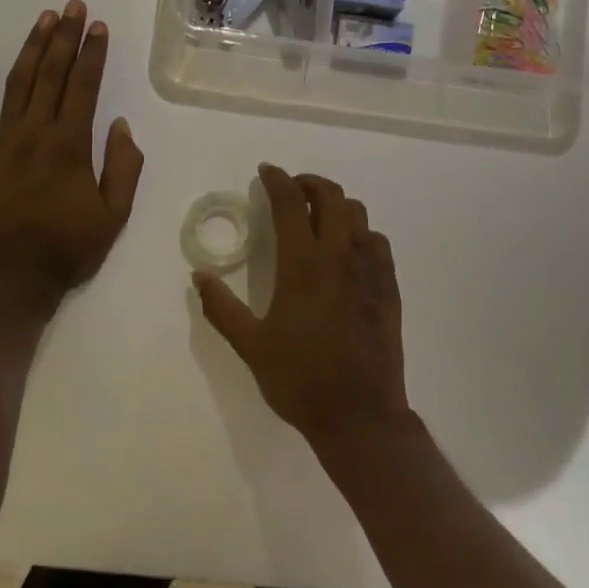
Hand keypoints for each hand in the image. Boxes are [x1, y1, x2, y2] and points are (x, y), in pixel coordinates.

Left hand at [0, 0, 144, 302]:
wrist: (7, 283)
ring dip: (31, 48)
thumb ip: (123, 168)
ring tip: (44, 19)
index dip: (93, 53)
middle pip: (52, 74)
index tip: (98, 26)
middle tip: (72, 6)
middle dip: (65, 37)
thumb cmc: (66, 251)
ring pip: (16, 83)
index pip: (85, 86)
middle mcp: (34, 133)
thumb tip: (120, 126)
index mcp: (71, 146)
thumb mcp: (114, 217)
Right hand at [193, 165, 409, 445]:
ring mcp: (370, 270)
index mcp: (302, 264)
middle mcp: (339, 256)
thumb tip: (200, 277)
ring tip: (318, 216)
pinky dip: (360, 232)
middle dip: (309, 183)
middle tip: (292, 190)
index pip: (291, 203)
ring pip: (358, 214)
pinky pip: (378, 242)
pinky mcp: (389, 287)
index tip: (266, 172)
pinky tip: (348, 250)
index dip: (277, 180)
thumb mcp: (250, 346)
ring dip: (336, 205)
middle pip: (332, 195)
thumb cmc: (299, 380)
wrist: (359, 415)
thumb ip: (221, 308)